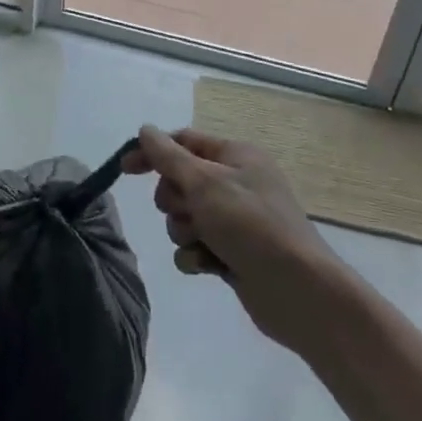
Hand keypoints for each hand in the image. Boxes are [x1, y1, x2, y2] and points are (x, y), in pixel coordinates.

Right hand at [125, 125, 346, 346]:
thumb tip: (145, 130)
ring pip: (183, 216)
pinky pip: (194, 246)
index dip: (152, 153)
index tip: (125, 169)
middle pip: (179, 181)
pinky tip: (209, 265)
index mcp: (235, 155)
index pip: (183, 141)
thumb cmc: (250, 224)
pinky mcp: (231, 252)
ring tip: (205, 242)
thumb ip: (169, 156)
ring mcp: (234, 219)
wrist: (297, 290)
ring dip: (185, 230)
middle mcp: (235, 182)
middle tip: (191, 212)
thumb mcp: (204, 182)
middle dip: (174, 201)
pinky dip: (195, 255)